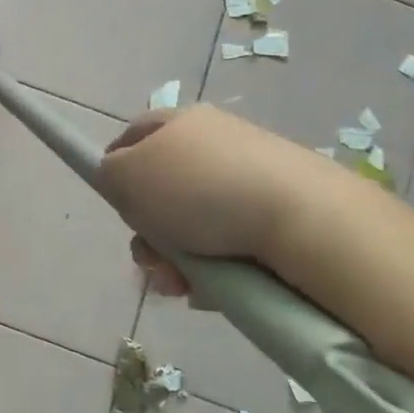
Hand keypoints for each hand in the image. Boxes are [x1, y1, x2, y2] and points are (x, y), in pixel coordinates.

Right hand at [96, 105, 328, 295]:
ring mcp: (250, 178)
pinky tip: (211, 290)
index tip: (114, 203)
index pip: (134, 135)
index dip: (115, 166)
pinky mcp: (280, 214)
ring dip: (175, 259)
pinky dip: (212, 269)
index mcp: (179, 122)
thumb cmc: (199, 190)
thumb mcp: (128, 176)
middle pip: (161, 189)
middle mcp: (214, 143)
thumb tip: (118, 178)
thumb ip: (109, 173)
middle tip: (150, 260)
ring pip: (192, 225)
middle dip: (147, 231)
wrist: (304, 220)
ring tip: (179, 285)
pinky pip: (229, 245)